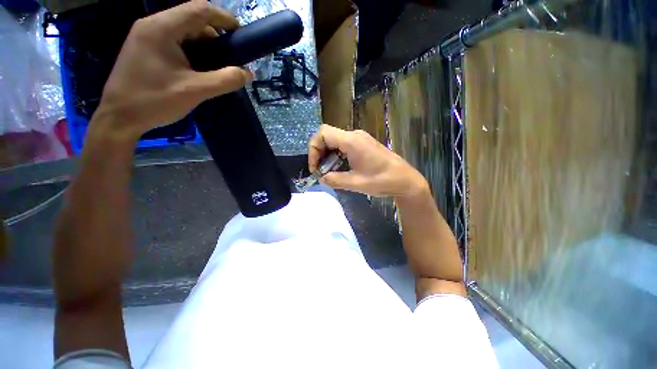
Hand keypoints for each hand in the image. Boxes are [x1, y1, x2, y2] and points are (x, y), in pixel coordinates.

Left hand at [92, 0, 252, 141]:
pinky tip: (184, 58)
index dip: (223, 18)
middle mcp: (151, 23)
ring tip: (203, 55)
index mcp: (162, 27)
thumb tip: (247, 73)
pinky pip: (165, 32)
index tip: (236, 32)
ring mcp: (141, 32)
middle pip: (189, 14)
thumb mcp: (191, 92)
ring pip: (177, 22)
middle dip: (209, 28)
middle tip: (220, 48)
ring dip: (194, 35)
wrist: (114, 123)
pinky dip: (179, 40)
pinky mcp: (136, 43)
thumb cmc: (149, 104)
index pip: (201, 9)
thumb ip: (224, 80)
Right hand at [308, 125, 427, 197]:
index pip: (323, 134)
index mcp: (351, 141)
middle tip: (319, 170)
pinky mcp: (364, 143)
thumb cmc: (382, 180)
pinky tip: (339, 168)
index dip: (314, 149)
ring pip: (335, 139)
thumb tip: (321, 178)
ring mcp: (360, 138)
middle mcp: (355, 135)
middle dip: (319, 152)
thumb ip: (334, 179)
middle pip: (327, 135)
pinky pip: (344, 144)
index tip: (315, 167)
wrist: (405, 180)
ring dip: (327, 154)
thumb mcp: (355, 183)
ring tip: (328, 172)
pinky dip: (337, 154)